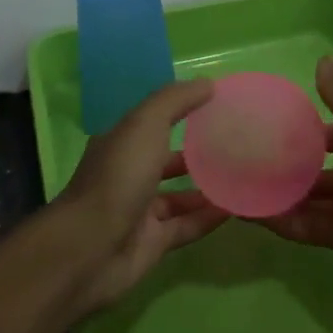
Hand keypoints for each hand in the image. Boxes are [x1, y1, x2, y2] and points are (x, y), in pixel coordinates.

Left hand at [38, 78, 226, 317]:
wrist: (90, 248)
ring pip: (178, 196)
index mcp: (121, 143)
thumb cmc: (118, 177)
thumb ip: (176, 101)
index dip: (182, 111)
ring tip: (242, 178)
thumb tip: (208, 84)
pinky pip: (186, 226)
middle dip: (196, 154)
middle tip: (235, 146)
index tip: (217, 106)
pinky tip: (235, 209)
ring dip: (206, 188)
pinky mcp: (152, 243)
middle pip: (166, 160)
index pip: (154, 122)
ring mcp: (139, 211)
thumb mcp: (145, 125)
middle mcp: (128, 174)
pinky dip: (208, 218)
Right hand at [256, 58, 332, 292]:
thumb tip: (324, 59)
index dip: (307, 130)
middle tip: (247, 159)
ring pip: (309, 199)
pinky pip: (306, 227)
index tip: (272, 126)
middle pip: (318, 169)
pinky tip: (248, 213)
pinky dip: (281, 221)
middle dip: (288, 165)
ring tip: (239, 185)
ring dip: (279, 194)